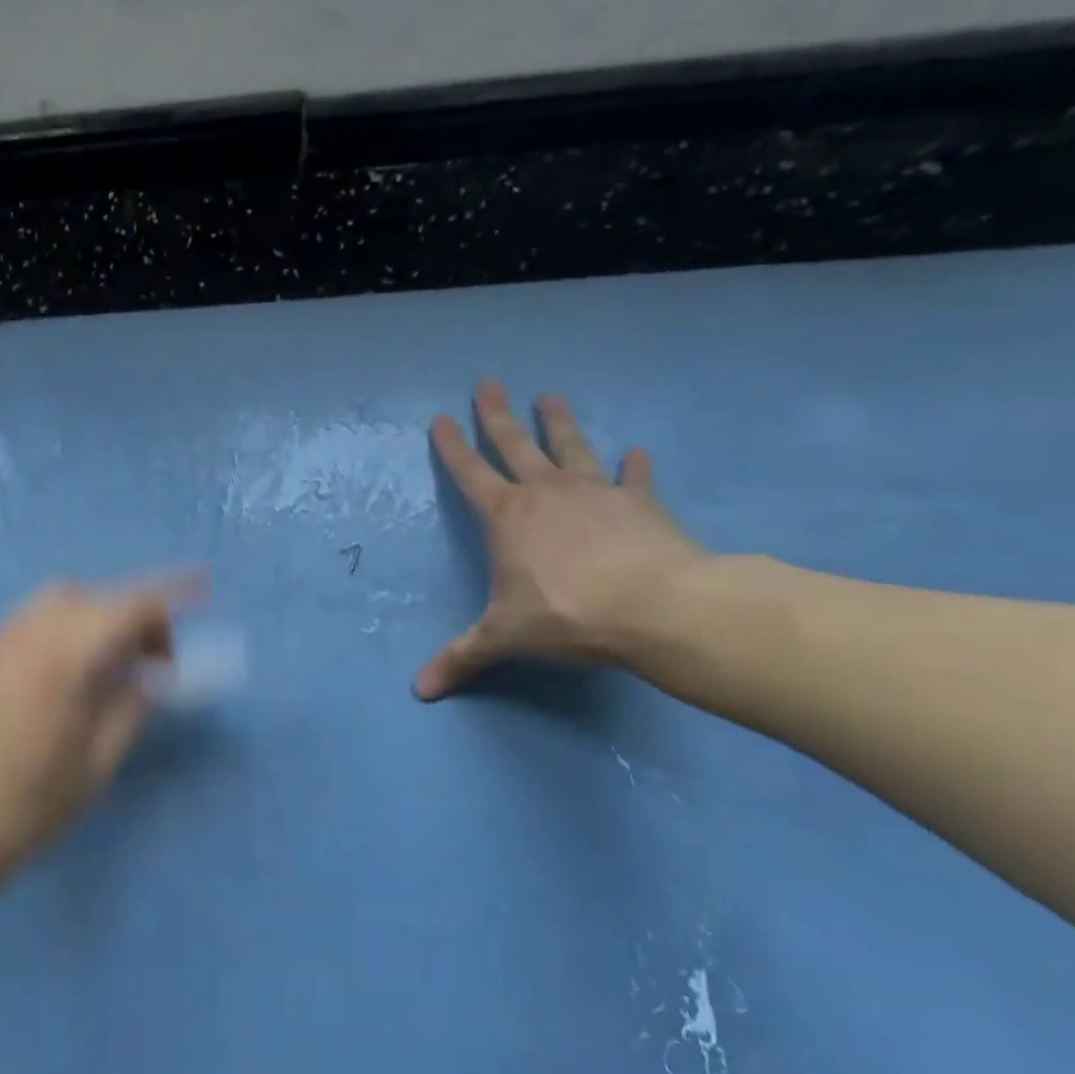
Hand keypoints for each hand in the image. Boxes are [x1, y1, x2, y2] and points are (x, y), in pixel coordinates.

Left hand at [0, 576, 198, 880]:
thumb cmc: (25, 805)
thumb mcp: (96, 762)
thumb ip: (132, 706)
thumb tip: (157, 675)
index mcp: (63, 658)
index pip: (129, 605)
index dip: (171, 592)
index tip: (202, 586)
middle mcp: (28, 632)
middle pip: (96, 595)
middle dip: (134, 613)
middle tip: (153, 659)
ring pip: (62, 599)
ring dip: (97, 615)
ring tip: (111, 663)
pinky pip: (34, 616)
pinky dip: (66, 625)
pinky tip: (70, 669)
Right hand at [415, 380, 703, 698]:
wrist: (656, 608)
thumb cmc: (566, 615)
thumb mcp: (503, 639)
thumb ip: (460, 658)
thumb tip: (417, 692)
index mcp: (507, 516)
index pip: (469, 473)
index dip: (451, 446)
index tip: (439, 417)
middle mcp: (546, 493)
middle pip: (515, 444)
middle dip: (497, 414)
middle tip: (488, 381)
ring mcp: (596, 493)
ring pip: (570, 447)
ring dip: (558, 421)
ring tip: (549, 394)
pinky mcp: (640, 504)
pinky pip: (633, 478)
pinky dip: (634, 466)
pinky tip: (637, 451)